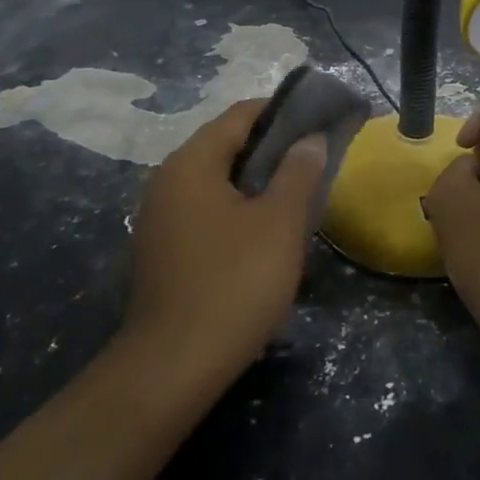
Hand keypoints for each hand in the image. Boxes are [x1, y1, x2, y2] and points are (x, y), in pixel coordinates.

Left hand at [122, 100, 326, 386]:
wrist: (173, 367)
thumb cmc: (234, 283)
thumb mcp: (279, 223)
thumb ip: (298, 172)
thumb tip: (310, 139)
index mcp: (191, 163)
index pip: (240, 115)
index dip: (282, 112)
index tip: (319, 121)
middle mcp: (167, 180)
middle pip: (225, 145)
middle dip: (272, 148)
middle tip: (314, 160)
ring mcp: (160, 216)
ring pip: (216, 180)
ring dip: (255, 180)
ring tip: (296, 193)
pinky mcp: (162, 248)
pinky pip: (205, 209)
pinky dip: (236, 207)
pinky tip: (264, 231)